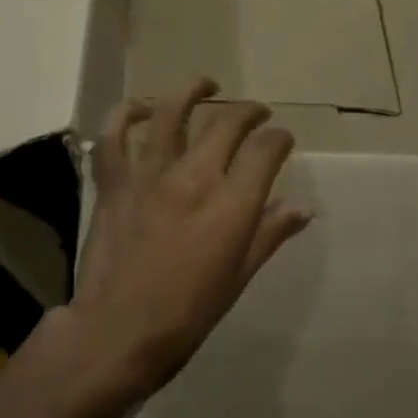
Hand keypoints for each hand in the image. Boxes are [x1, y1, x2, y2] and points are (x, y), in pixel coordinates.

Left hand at [65, 77, 313, 403]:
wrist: (118, 332)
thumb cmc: (187, 314)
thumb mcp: (238, 277)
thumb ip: (269, 234)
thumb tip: (303, 207)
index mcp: (231, 204)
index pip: (265, 150)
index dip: (279, 138)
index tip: (282, 140)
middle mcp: (194, 177)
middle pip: (227, 123)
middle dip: (249, 112)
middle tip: (256, 114)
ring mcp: (149, 175)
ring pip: (171, 112)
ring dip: (192, 90)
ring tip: (206, 84)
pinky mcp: (114, 182)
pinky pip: (114, 135)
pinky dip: (126, 114)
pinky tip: (141, 108)